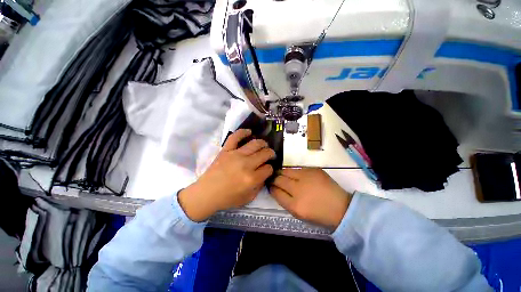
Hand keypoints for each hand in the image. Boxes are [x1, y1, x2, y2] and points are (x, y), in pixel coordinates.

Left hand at [179, 129, 274, 221]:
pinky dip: (243, 132)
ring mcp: (235, 155)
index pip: (268, 168)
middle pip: (265, 154)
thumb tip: (265, 173)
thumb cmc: (227, 198)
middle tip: (270, 155)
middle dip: (271, 154)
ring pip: (255, 143)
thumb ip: (260, 186)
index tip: (268, 169)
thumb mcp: (248, 198)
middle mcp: (246, 164)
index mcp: (252, 179)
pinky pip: (235, 137)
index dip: (270, 168)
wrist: (207, 193)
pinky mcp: (226, 150)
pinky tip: (249, 132)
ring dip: (263, 143)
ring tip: (264, 145)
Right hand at [270, 168, 351, 229]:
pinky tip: (296, 175)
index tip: (270, 186)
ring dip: (282, 173)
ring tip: (282, 175)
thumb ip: (284, 201)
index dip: (271, 188)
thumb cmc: (318, 214)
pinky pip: (297, 168)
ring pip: (286, 171)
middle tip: (274, 179)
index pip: (275, 192)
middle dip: (274, 179)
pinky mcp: (313, 170)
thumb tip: (275, 189)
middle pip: (279, 179)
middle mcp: (299, 189)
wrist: (341, 207)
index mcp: (295, 205)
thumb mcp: (298, 214)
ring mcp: (306, 177)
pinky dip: (294, 172)